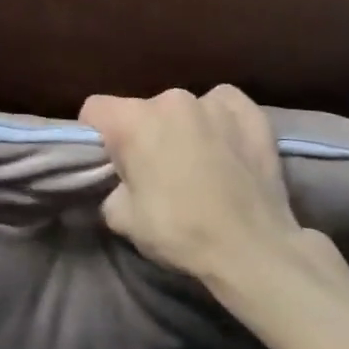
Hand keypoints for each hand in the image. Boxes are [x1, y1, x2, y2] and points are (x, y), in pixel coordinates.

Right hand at [79, 86, 348, 320]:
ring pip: (182, 109)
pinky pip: (222, 105)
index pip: (94, 109)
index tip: (108, 159)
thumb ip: (110, 187)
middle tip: (155, 170)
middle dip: (143, 134)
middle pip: (141, 110)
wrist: (254, 249)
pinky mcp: (249, 112)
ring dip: (182, 128)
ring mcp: (212, 102)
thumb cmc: (180, 232)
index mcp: (132, 121)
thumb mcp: (122, 218)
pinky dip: (219, 121)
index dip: (95, 133)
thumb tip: (121, 182)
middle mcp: (170, 100)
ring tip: (198, 163)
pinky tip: (227, 146)